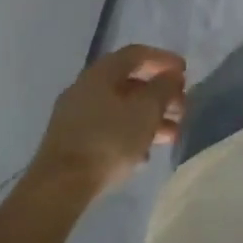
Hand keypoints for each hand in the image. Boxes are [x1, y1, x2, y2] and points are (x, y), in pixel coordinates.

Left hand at [29, 44, 186, 200]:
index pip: (137, 54)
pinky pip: (108, 128)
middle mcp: (85, 87)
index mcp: (101, 72)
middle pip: (129, 82)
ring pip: (120, 108)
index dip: (163, 59)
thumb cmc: (108, 140)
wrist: (59, 187)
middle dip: (159, 94)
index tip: (184, 72)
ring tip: (171, 135)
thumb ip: (163, 89)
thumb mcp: (146, 111)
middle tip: (182, 108)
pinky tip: (144, 154)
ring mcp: (75, 116)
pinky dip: (130, 133)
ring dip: (148, 117)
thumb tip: (171, 76)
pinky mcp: (71, 142)